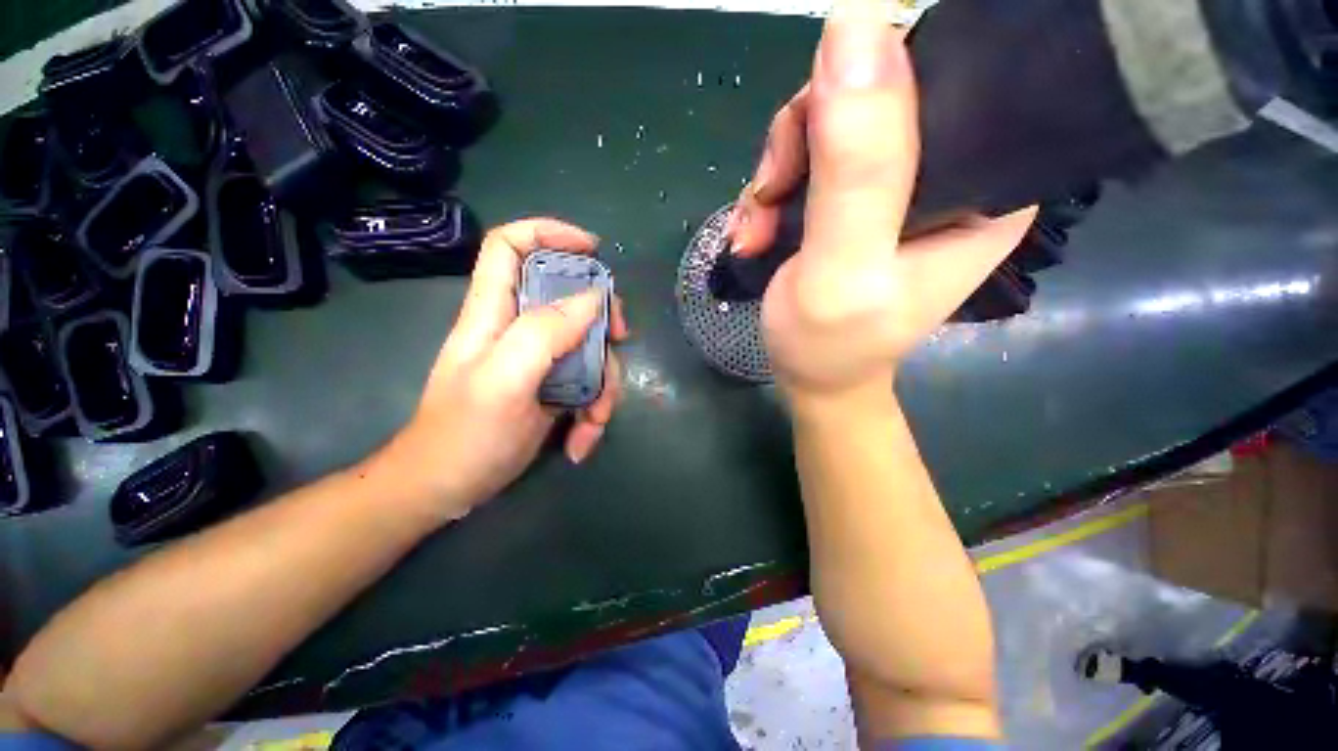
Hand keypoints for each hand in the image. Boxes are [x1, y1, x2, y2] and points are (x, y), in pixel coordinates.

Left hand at [376, 218, 628, 521]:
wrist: (447, 489)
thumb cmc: (465, 435)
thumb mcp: (504, 381)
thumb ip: (545, 333)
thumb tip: (592, 299)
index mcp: (494, 312)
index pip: (511, 246)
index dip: (550, 233)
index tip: (594, 250)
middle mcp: (519, 329)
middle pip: (570, 298)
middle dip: (601, 318)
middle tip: (618, 339)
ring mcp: (539, 361)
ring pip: (589, 348)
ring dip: (603, 385)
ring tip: (593, 422)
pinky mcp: (552, 388)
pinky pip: (588, 384)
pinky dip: (593, 413)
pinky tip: (580, 441)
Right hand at [726, 0, 1035, 404]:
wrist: (812, 377)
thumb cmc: (832, 344)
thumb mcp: (843, 266)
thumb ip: (856, 165)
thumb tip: (856, 20)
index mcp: (985, 185)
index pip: (941, 76)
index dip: (861, 90)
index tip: (804, 150)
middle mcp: (950, 172)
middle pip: (872, 95)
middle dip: (800, 143)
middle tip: (767, 200)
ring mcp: (897, 184)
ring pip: (827, 126)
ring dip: (776, 175)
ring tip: (754, 231)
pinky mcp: (855, 200)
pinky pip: (806, 162)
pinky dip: (770, 193)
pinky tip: (754, 231)